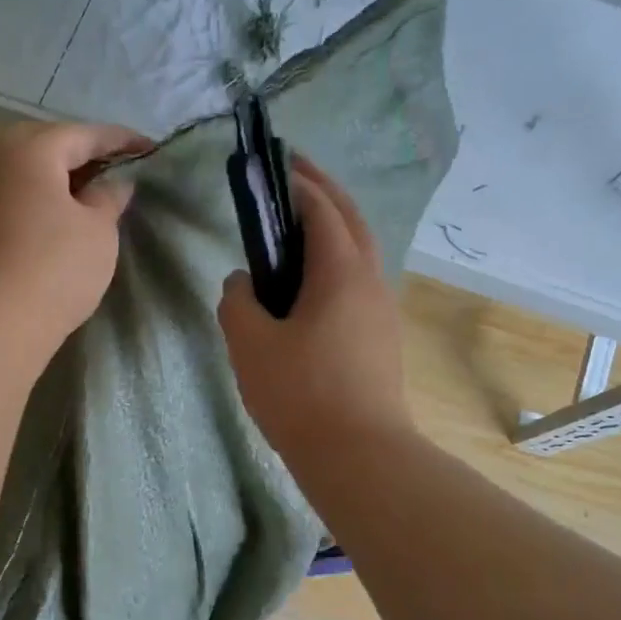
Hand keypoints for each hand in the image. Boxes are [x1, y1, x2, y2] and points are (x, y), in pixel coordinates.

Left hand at [0, 120, 149, 350]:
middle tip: (119, 170)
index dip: (122, 141)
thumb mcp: (98, 230)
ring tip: (94, 195)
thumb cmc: (56, 267)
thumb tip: (112, 183)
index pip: (85, 134)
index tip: (150, 150)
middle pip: (50, 146)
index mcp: (32, 149)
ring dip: (62, 179)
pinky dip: (42, 200)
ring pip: (30, 173)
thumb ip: (109, 197)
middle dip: (86, 155)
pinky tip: (62, 218)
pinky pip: (17, 197)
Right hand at [218, 156, 411, 458]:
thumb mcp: (251, 344)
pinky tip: (310, 284)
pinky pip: (358, 281)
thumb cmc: (301, 393)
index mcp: (341, 271)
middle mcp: (371, 280)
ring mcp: (382, 310)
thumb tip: (243, 282)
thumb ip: (238, 301)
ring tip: (296, 227)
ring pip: (359, 251)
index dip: (296, 181)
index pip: (320, 207)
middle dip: (322, 191)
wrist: (358, 454)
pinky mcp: (381, 337)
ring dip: (333, 227)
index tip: (272, 164)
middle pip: (350, 219)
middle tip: (290, 175)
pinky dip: (336, 262)